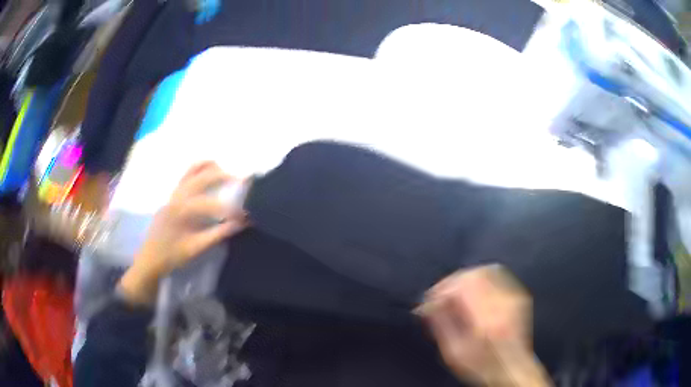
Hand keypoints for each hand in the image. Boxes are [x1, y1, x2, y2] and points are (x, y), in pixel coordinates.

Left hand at [118, 162, 247, 303]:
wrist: (150, 259)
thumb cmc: (172, 255)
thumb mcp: (197, 248)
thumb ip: (218, 234)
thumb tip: (241, 224)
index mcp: (183, 210)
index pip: (212, 204)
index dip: (231, 210)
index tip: (246, 217)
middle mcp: (177, 196)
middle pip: (202, 177)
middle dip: (222, 176)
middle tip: (240, 181)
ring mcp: (172, 194)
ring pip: (191, 171)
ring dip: (208, 168)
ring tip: (224, 169)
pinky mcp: (170, 197)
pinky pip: (185, 177)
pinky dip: (197, 171)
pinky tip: (205, 174)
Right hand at [418, 265, 549, 386]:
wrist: (511, 368)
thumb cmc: (481, 366)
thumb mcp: (453, 353)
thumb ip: (441, 325)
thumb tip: (429, 303)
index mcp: (485, 320)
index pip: (462, 287)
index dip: (442, 289)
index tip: (431, 299)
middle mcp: (502, 304)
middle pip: (475, 274)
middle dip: (453, 282)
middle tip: (441, 295)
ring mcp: (513, 297)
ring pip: (487, 271)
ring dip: (466, 278)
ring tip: (456, 293)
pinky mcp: (518, 296)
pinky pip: (498, 276)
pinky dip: (481, 279)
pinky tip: (473, 292)